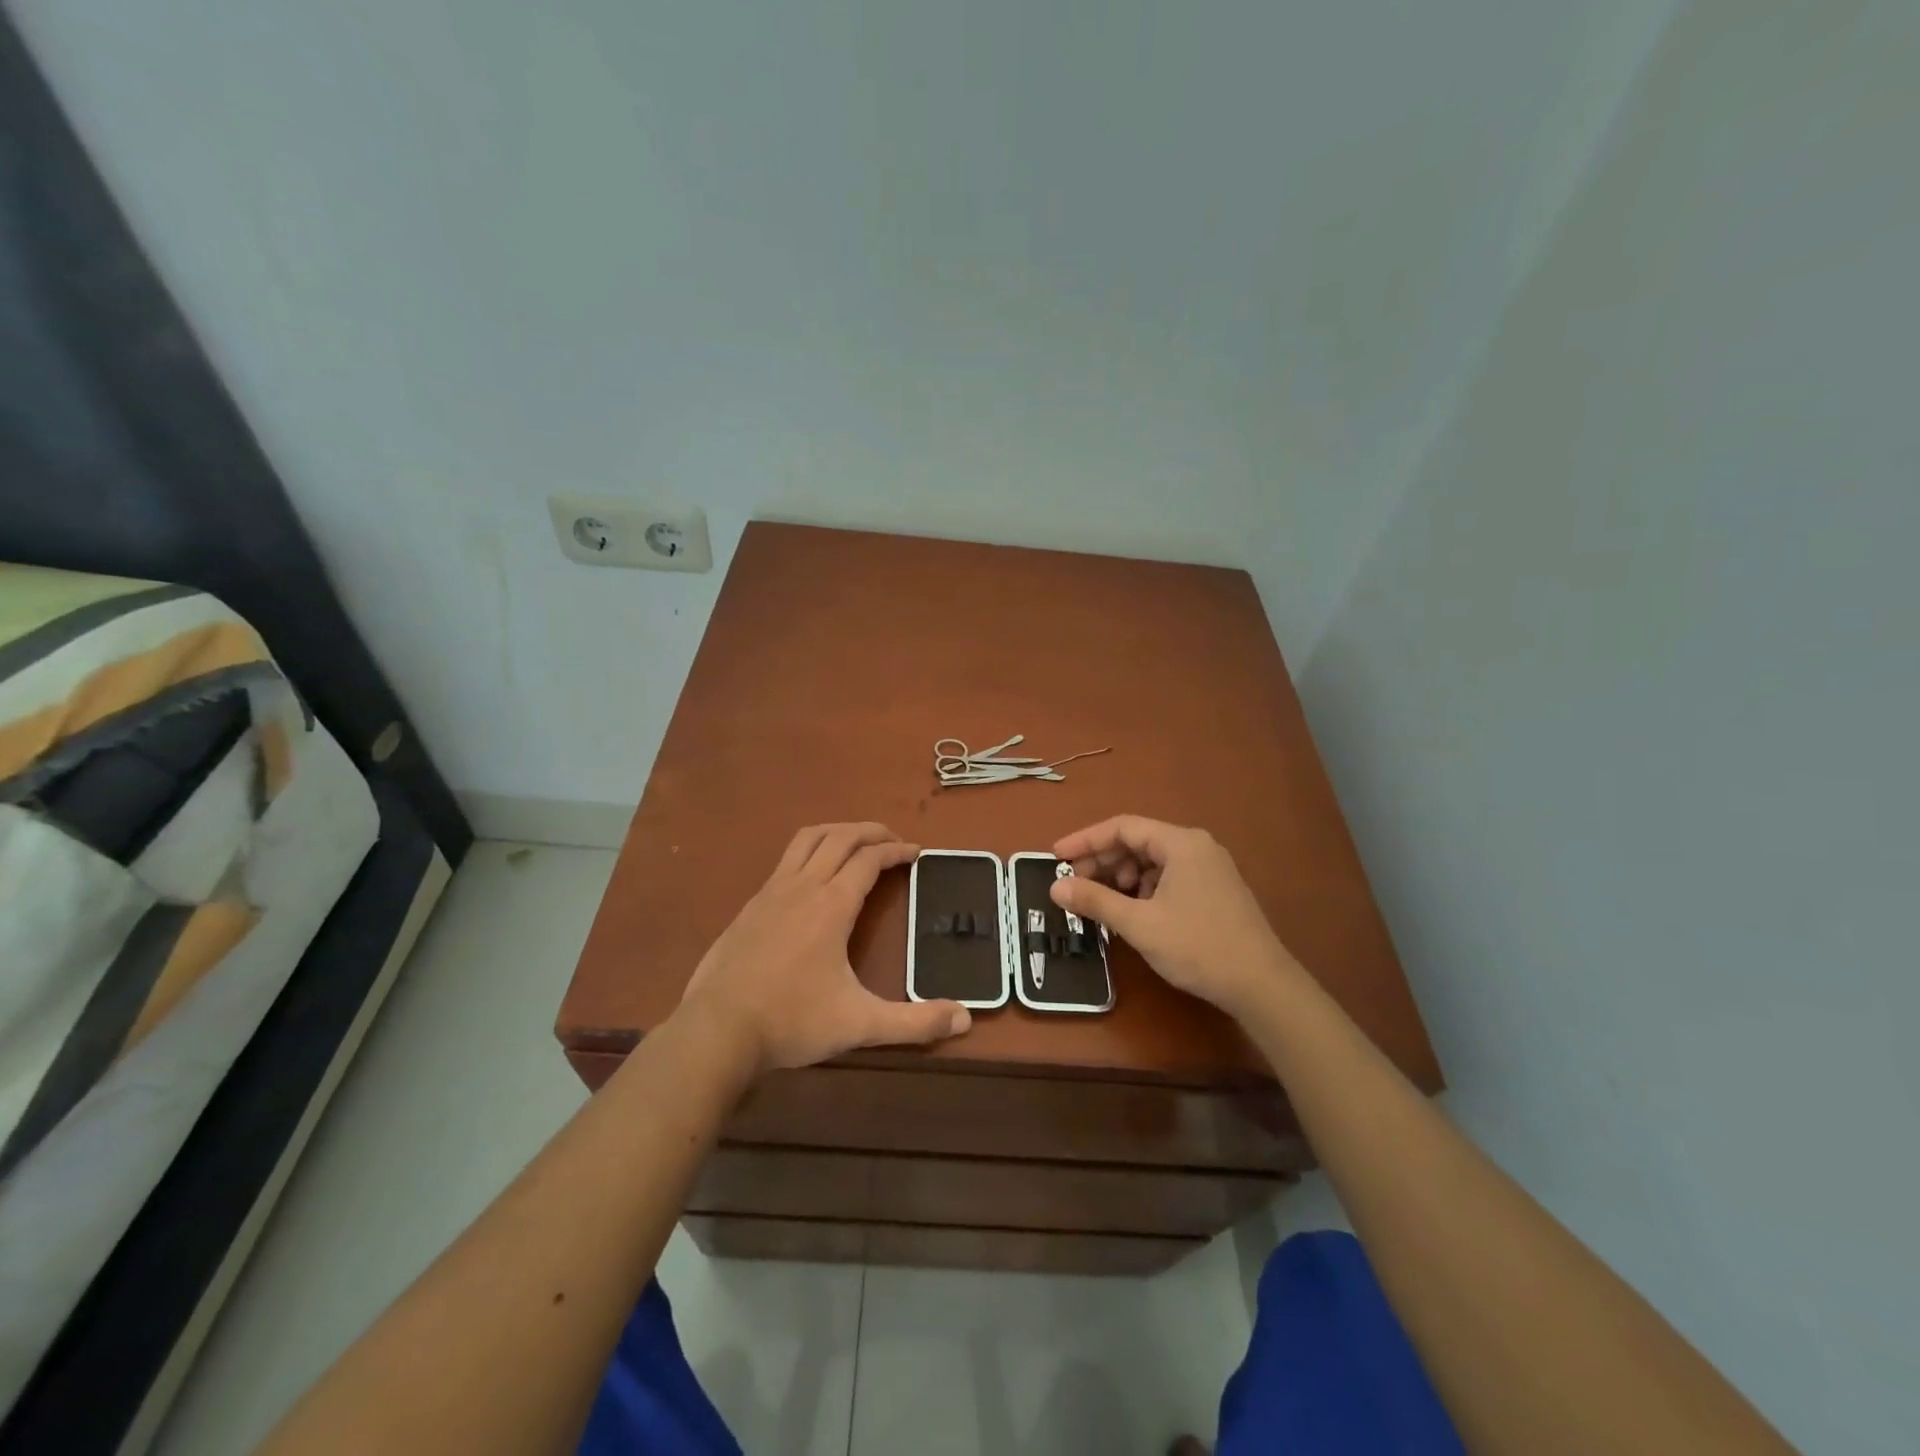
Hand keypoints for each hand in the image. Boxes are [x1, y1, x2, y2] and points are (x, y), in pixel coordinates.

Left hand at [680, 823, 970, 1075]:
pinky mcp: (750, 905)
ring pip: (808, 839)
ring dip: (837, 832)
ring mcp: (771, 892)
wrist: (717, 1029)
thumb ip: (913, 1023)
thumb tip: (964, 1020)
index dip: (897, 851)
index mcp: (832, 905)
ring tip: (856, 843)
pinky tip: (812, 878)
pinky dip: (809, 852)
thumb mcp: (860, 1024)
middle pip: (840, 837)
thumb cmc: (792, 1021)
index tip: (916, 853)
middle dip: (871, 832)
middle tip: (893, 841)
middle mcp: (803, 886)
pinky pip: (786, 860)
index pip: (870, 859)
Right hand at [1049, 815, 1301, 1020]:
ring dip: (1122, 877)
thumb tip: (1056, 887)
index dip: (1085, 840)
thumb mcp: (1139, 924)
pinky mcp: (1215, 891)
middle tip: (1074, 883)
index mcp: (1181, 843)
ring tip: (1102, 901)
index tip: (1056, 856)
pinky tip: (1134, 912)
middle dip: (1103, 861)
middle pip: (1138, 842)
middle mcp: (1197, 847)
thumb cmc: (1198, 946)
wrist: (1262, 985)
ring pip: (1153, 861)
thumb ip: (1095, 900)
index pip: (1122, 827)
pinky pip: (1169, 877)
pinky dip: (1144, 889)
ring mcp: (1210, 869)